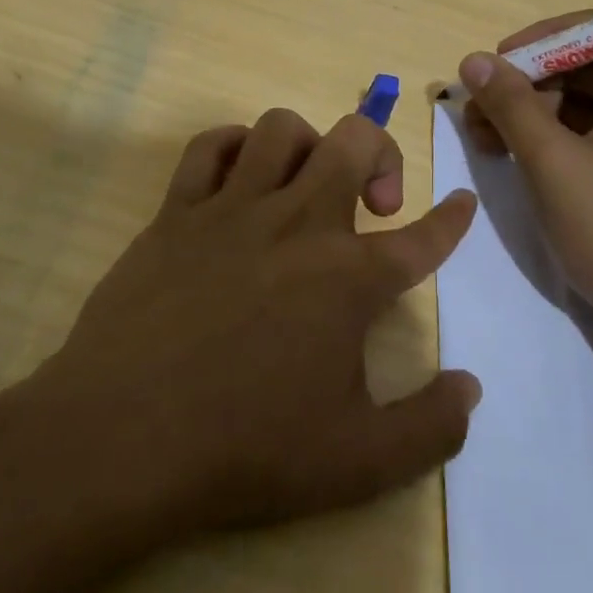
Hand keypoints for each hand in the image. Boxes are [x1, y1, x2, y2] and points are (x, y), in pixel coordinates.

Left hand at [37, 108, 481, 539]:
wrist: (123, 439)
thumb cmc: (246, 449)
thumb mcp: (359, 463)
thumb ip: (430, 427)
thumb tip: (470, 388)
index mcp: (349, 279)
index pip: (423, 237)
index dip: (452, 219)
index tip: (463, 202)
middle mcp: (298, 223)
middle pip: (355, 141)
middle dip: (382, 153)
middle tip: (375, 203)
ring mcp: (233, 209)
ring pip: (282, 129)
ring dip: (310, 145)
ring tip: (308, 184)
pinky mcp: (177, 211)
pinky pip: (209, 146)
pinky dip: (234, 147)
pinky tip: (239, 177)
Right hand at [460, 14, 592, 354]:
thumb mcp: (554, 164)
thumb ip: (512, 105)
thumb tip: (473, 60)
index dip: (544, 38)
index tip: (499, 62)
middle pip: (584, 66)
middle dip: (527, 82)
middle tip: (478, 107)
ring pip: (579, 103)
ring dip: (528, 112)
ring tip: (482, 136)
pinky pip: (585, 136)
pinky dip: (546, 139)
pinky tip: (508, 156)